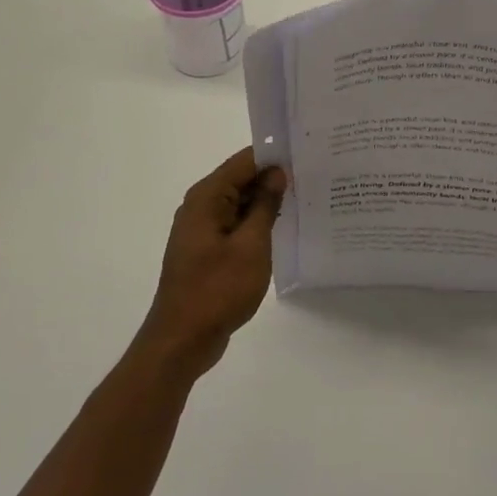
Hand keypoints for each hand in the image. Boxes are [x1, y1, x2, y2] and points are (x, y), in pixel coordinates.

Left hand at [138, 148, 286, 374]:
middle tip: (314, 178)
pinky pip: (235, 225)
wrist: (182, 339)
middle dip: (273, 178)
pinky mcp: (207, 250)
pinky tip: (283, 229)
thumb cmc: (218, 289)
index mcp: (207, 197)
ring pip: (240, 203)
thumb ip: (265, 205)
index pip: (244, 161)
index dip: (275, 156)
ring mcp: (202, 230)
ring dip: (267, 203)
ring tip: (306, 199)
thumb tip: (277, 173)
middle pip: (241, 180)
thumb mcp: (251, 245)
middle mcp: (200, 207)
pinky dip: (256, 224)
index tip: (307, 156)